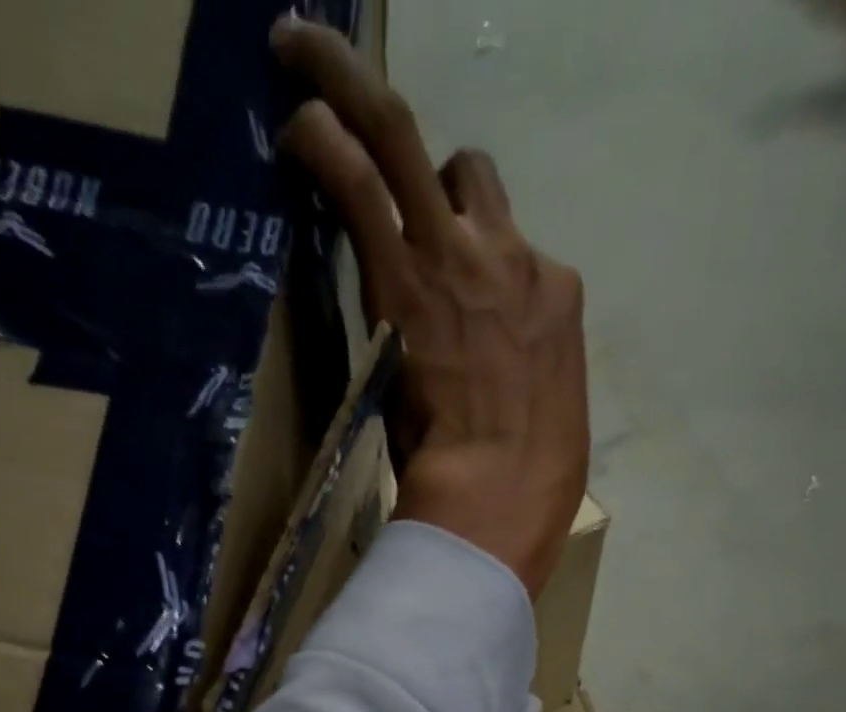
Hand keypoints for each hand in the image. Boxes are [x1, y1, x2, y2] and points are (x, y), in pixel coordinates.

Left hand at [271, 17, 589, 597]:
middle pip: (465, 166)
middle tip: (350, 85)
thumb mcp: (544, 418)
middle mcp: (514, 257)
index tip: (429, 254)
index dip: (462, 243)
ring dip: (353, 103)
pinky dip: (326, 143)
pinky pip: (364, 182)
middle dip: (404, 123)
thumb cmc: (528, 486)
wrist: (499, 502)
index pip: (503, 242)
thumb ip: (517, 377)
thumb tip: (487, 379)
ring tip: (303, 74)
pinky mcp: (407, 275)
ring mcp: (462, 258)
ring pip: (408, 144)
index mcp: (551, 300)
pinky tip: (294, 127)